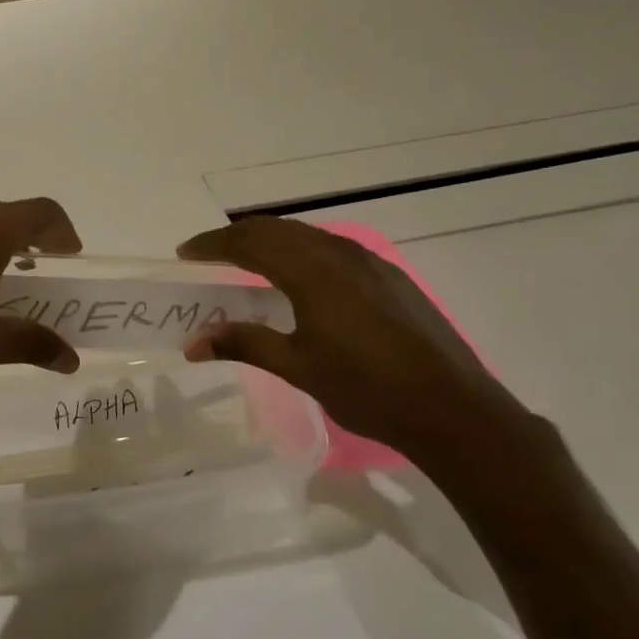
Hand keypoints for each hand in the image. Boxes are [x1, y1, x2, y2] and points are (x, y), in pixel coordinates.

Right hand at [176, 218, 528, 468]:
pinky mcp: (389, 277)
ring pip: (306, 235)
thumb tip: (192, 343)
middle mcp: (339, 254)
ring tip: (247, 262)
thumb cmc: (368, 389)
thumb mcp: (298, 368)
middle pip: (277, 229)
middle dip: (237, 237)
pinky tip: (300, 279)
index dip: (212, 244)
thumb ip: (244, 344)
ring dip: (270, 241)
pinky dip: (300, 251)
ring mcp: (369, 262)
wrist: (454, 410)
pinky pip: (331, 248)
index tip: (185, 253)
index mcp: (312, 271)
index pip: (249, 242)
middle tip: (209, 255)